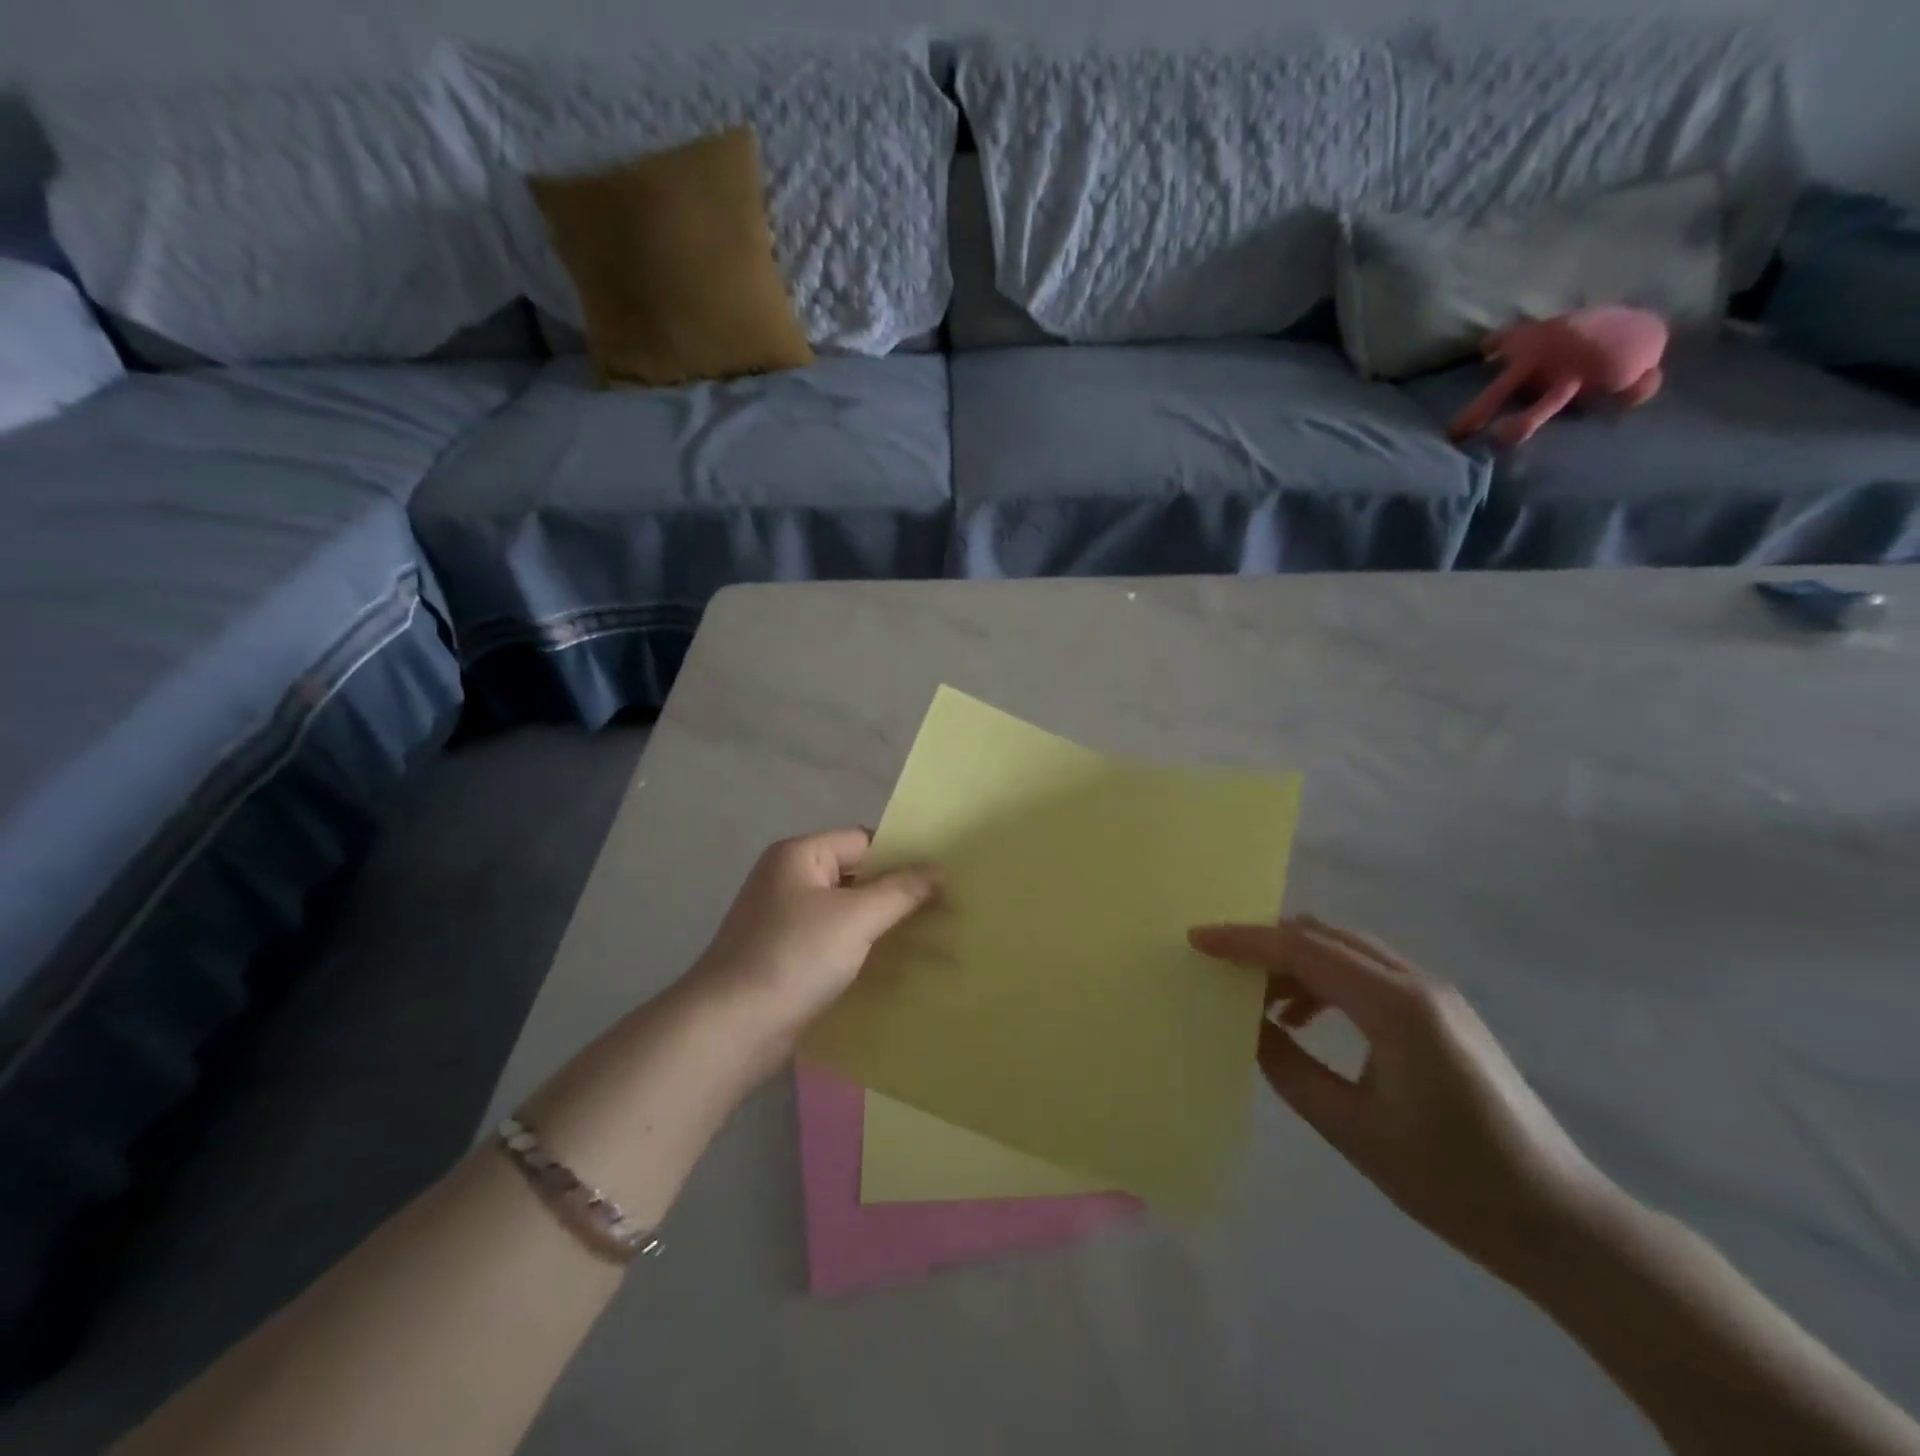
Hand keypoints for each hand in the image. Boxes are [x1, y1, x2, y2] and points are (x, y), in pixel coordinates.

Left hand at [685, 829, 939, 1056]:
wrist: (731, 1029)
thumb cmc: (794, 958)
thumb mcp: (856, 918)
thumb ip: (901, 891)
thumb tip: (939, 870)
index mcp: (799, 855)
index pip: (864, 840)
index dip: (904, 856)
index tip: (944, 878)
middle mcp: (789, 879)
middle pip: (856, 875)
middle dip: (897, 892)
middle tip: (946, 909)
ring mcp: (784, 920)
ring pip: (847, 911)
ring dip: (882, 923)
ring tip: (930, 937)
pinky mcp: (786, 956)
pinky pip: (834, 940)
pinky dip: (861, 948)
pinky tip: (894, 965)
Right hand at [1190, 916, 1614, 1272]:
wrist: (1560, 1221)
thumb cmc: (1451, 1182)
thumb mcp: (1352, 1129)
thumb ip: (1288, 1066)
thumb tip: (1244, 1023)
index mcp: (1396, 1006)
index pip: (1302, 949)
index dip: (1244, 940)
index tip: (1197, 939)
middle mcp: (1416, 981)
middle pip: (1322, 934)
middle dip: (1265, 942)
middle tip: (1219, 965)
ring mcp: (1433, 992)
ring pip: (1344, 948)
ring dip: (1294, 961)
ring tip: (1258, 1001)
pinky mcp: (1440, 1010)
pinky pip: (1366, 972)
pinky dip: (1324, 979)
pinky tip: (1304, 1019)